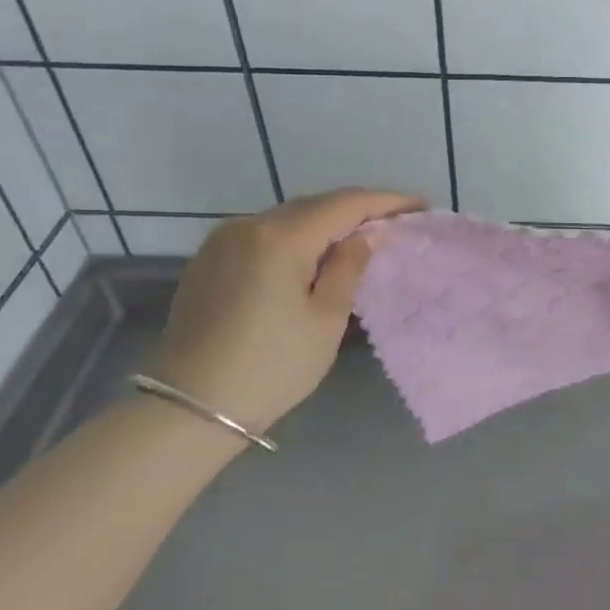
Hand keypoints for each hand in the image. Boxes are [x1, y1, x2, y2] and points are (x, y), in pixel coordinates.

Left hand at [147, 189, 422, 436]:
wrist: (190, 408)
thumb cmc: (271, 367)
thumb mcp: (325, 320)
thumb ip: (349, 268)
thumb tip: (366, 236)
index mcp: (281, 237)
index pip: (345, 204)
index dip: (387, 202)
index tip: (420, 206)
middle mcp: (249, 225)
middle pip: (315, 205)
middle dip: (357, 209)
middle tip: (394, 222)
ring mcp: (223, 241)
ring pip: (288, 218)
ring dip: (325, 222)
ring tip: (359, 236)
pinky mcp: (208, 260)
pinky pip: (264, 234)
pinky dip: (296, 236)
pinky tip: (312, 254)